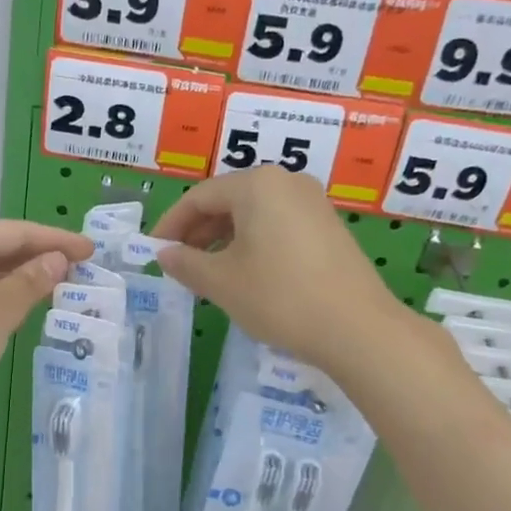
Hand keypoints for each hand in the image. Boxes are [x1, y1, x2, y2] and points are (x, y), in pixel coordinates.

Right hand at [152, 168, 407, 370]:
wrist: (356, 328)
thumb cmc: (279, 297)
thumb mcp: (222, 282)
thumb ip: (186, 263)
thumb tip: (164, 254)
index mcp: (257, 185)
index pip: (200, 197)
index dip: (171, 224)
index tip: (154, 251)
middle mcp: (286, 182)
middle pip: (229, 201)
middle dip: (198, 232)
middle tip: (179, 265)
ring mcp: (313, 203)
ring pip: (254, 215)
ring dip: (224, 240)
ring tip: (208, 274)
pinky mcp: (329, 227)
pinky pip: (278, 226)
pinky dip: (253, 244)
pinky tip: (246, 275)